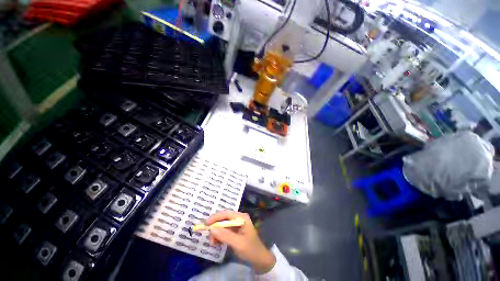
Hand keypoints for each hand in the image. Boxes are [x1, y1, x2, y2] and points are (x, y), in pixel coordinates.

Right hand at [206, 210, 275, 273]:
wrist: (259, 259)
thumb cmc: (250, 249)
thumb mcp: (238, 243)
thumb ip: (225, 235)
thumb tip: (212, 229)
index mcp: (241, 217)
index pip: (226, 213)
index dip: (215, 217)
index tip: (205, 224)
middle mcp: (239, 218)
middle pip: (223, 219)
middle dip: (215, 227)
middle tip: (210, 238)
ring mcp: (237, 225)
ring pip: (223, 225)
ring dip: (216, 233)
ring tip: (214, 243)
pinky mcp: (235, 231)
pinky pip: (224, 231)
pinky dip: (219, 236)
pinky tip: (217, 243)